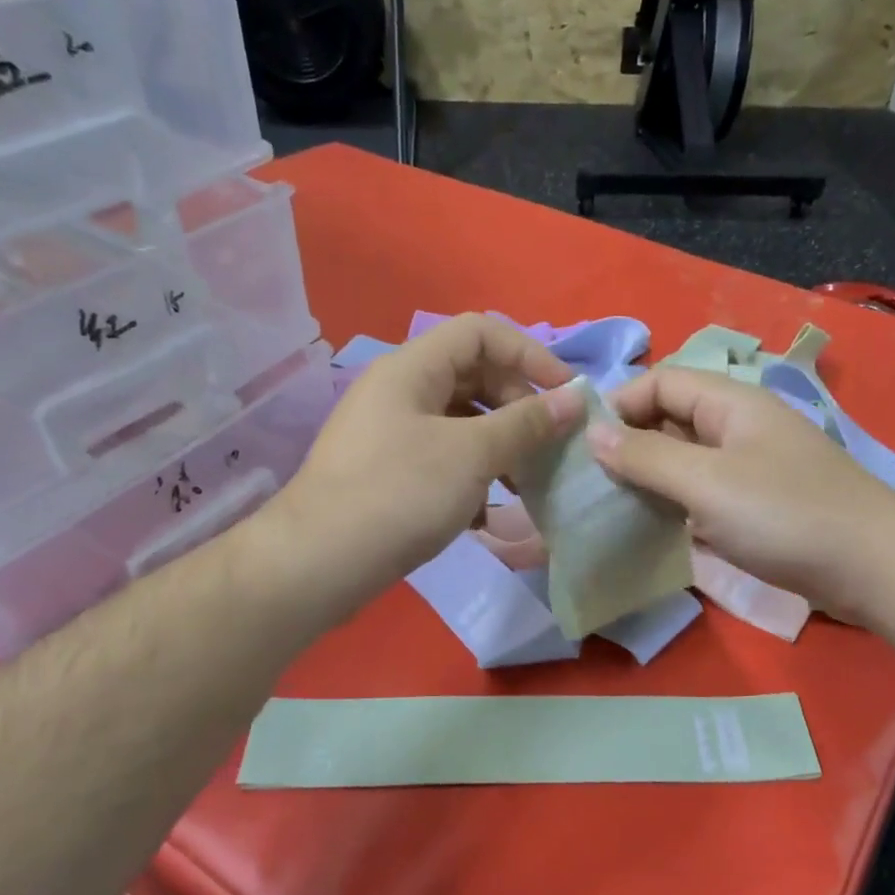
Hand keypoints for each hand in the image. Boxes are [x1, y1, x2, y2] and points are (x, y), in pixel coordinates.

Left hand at [273, 314, 581, 616]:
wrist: (320, 562)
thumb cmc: (400, 493)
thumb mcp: (472, 454)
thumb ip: (526, 423)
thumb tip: (574, 399)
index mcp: (412, 367)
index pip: (481, 332)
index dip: (530, 355)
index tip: (566, 395)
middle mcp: (399, 390)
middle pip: (473, 376)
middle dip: (517, 407)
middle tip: (545, 446)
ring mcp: (390, 432)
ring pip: (460, 422)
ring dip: (499, 446)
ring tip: (523, 485)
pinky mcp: (388, 471)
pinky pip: (442, 456)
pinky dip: (471, 475)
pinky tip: (483, 514)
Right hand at [589, 368, 894, 617]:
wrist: (872, 568)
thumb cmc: (786, 515)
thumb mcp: (707, 483)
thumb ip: (647, 456)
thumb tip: (593, 433)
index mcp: (730, 402)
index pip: (660, 381)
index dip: (620, 405)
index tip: (584, 446)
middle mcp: (739, 425)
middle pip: (671, 419)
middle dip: (630, 444)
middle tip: (591, 482)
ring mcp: (750, 466)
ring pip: (685, 459)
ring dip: (650, 478)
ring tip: (612, 507)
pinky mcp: (757, 504)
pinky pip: (704, 492)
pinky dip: (676, 504)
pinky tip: (652, 528)